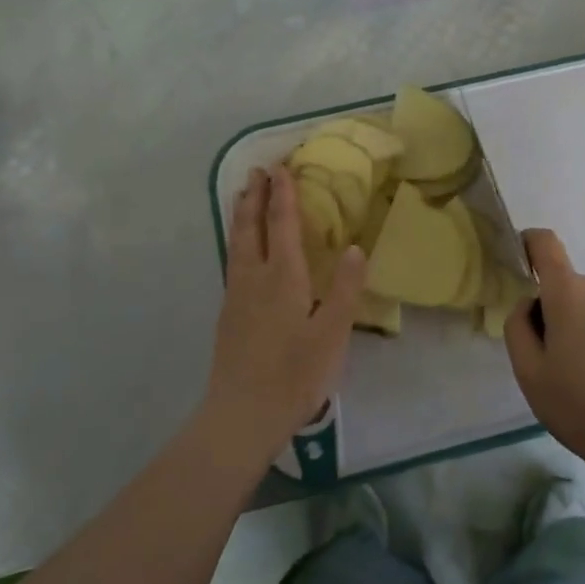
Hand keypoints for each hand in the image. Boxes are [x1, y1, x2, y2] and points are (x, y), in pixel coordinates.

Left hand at [203, 166, 364, 464]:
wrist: (242, 415)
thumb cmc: (295, 374)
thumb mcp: (332, 334)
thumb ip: (345, 289)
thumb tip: (356, 247)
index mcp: (283, 278)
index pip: (282, 225)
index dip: (283, 195)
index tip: (282, 167)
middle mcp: (254, 278)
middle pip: (251, 227)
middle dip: (255, 196)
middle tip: (258, 171)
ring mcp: (236, 296)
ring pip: (236, 243)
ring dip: (241, 215)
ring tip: (243, 196)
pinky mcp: (228, 314)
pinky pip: (233, 261)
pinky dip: (237, 240)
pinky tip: (241, 250)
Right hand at [504, 230, 584, 483]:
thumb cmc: (579, 404)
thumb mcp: (528, 372)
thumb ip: (518, 326)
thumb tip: (530, 305)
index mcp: (569, 292)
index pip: (545, 244)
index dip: (530, 244)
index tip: (522, 260)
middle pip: (572, 287)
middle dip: (561, 311)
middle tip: (559, 359)